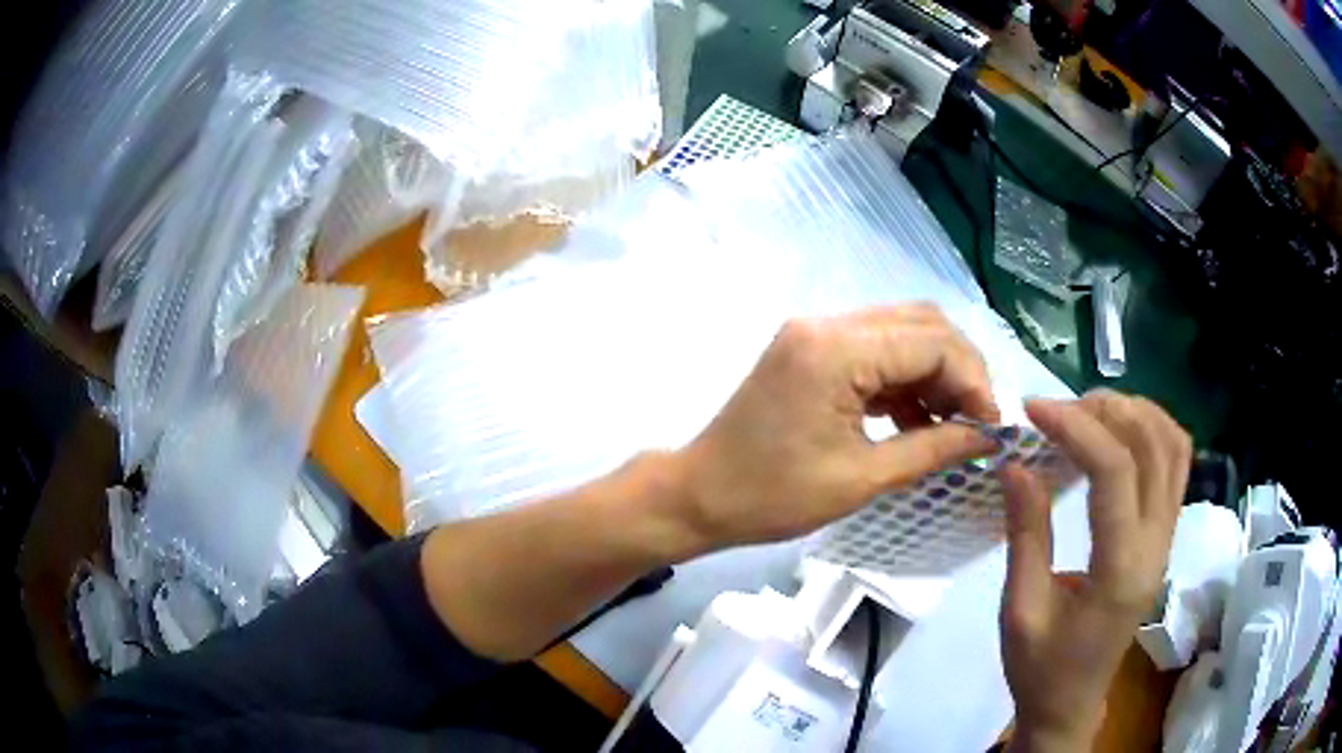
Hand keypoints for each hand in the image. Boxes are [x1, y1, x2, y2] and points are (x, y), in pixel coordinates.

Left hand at [673, 305, 999, 549]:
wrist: (698, 496)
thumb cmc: (772, 497)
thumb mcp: (862, 479)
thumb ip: (934, 450)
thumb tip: (988, 438)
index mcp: (836, 350)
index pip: (933, 342)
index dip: (974, 382)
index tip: (992, 428)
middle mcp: (827, 324)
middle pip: (921, 324)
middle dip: (960, 371)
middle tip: (977, 423)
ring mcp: (815, 332)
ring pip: (901, 333)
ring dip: (935, 374)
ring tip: (952, 427)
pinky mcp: (810, 350)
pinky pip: (875, 351)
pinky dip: (904, 380)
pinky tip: (918, 421)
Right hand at [1000, 391, 1190, 750]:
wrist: (1072, 704)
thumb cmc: (1040, 668)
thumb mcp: (1020, 610)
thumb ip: (1025, 534)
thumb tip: (1016, 463)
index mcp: (1121, 569)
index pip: (1115, 472)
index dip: (1076, 428)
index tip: (1033, 410)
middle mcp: (1157, 546)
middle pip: (1153, 446)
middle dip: (1107, 411)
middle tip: (1060, 409)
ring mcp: (1167, 539)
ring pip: (1174, 447)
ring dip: (1136, 414)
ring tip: (1090, 412)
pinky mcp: (1165, 538)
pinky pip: (1176, 465)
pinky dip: (1153, 432)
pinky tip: (1121, 434)